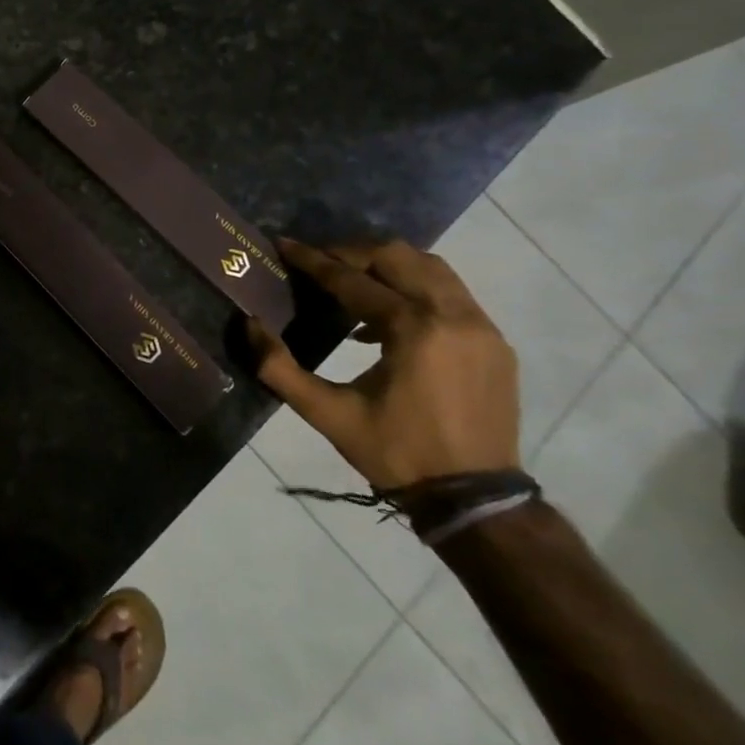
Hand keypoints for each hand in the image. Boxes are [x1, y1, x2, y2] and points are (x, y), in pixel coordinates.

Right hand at [244, 238, 519, 488]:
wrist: (474, 499)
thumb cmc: (396, 452)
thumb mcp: (327, 414)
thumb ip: (279, 368)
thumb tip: (249, 325)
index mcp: (413, 329)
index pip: (353, 279)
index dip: (313, 261)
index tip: (285, 244)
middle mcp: (453, 315)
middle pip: (398, 257)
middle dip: (352, 252)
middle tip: (319, 261)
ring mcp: (482, 327)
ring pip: (431, 268)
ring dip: (388, 266)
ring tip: (353, 281)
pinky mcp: (495, 343)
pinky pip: (451, 295)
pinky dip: (416, 289)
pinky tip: (389, 318)